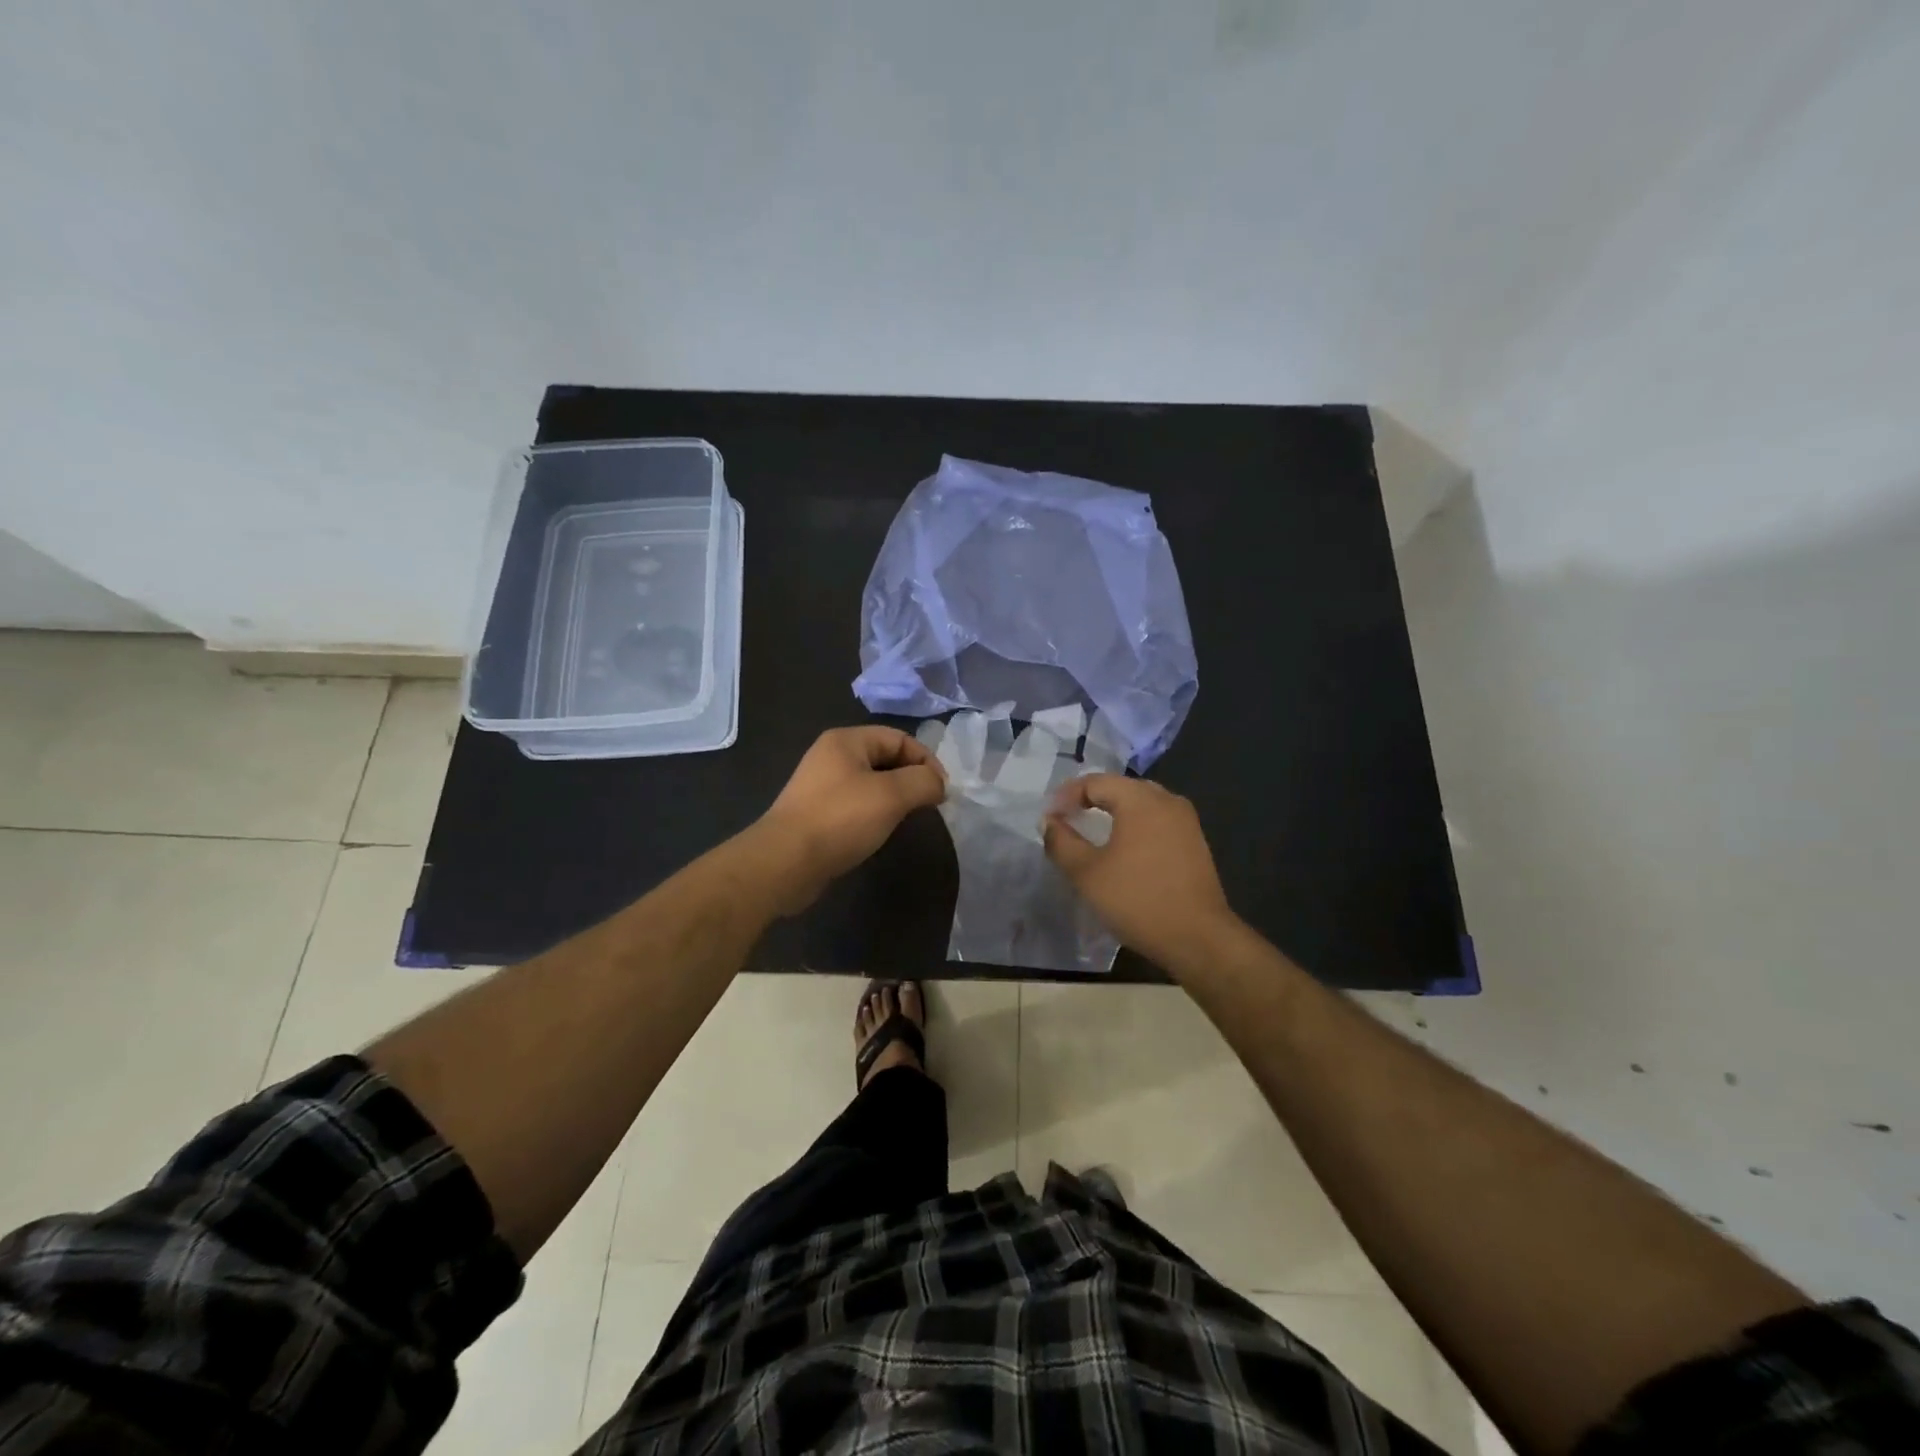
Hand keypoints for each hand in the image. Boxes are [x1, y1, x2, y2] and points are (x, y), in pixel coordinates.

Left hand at [753, 726, 946, 913]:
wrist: (785, 862)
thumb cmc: (840, 819)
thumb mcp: (891, 795)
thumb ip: (923, 782)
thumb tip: (939, 784)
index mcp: (846, 741)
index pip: (899, 738)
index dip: (926, 760)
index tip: (943, 791)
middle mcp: (832, 756)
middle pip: (886, 758)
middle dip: (912, 779)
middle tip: (930, 805)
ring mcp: (822, 785)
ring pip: (872, 783)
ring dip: (895, 798)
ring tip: (909, 819)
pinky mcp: (817, 813)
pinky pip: (857, 804)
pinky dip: (875, 813)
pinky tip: (881, 832)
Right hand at [1043, 774, 1236, 972]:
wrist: (1198, 938)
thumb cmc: (1137, 900)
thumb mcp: (1087, 873)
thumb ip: (1061, 842)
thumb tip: (1049, 821)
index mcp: (1141, 799)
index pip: (1095, 782)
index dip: (1066, 796)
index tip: (1048, 818)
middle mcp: (1167, 800)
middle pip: (1120, 788)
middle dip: (1090, 800)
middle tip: (1067, 819)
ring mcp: (1186, 821)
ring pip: (1141, 804)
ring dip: (1113, 813)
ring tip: (1092, 832)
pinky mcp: (1195, 843)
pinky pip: (1157, 821)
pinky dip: (1134, 826)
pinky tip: (1123, 849)